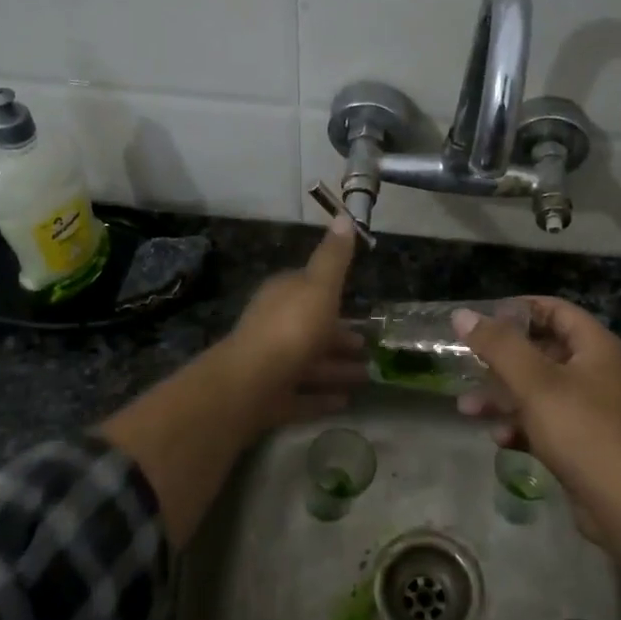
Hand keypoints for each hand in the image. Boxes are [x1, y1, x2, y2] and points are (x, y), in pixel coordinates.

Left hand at [221, 214, 366, 428]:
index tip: (358, 303)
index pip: (307, 288)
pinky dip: (322, 398)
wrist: (251, 383)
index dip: (331, 294)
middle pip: (311, 329)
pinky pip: (302, 396)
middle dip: (339, 337)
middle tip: (369, 347)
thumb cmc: (291, 328)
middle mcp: (274, 327)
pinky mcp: (270, 398)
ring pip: (309, 363)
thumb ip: (334, 257)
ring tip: (367, 377)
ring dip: (336, 369)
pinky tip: (345, 403)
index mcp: (282, 297)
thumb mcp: (319, 286)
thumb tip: (343, 216)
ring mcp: (271, 364)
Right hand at [452, 298, 620, 535]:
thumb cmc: (579, 429)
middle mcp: (596, 371)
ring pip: (537, 390)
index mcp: (595, 347)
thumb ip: (498, 345)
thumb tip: (462, 315)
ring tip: (467, 409)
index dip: (519, 309)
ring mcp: (590, 408)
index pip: (556, 310)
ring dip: (502, 397)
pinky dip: (520, 425)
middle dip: (501, 361)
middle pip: (542, 351)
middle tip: (467, 364)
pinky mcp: (581, 441)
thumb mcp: (534, 382)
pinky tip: (499, 438)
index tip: (482, 319)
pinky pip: (544, 422)